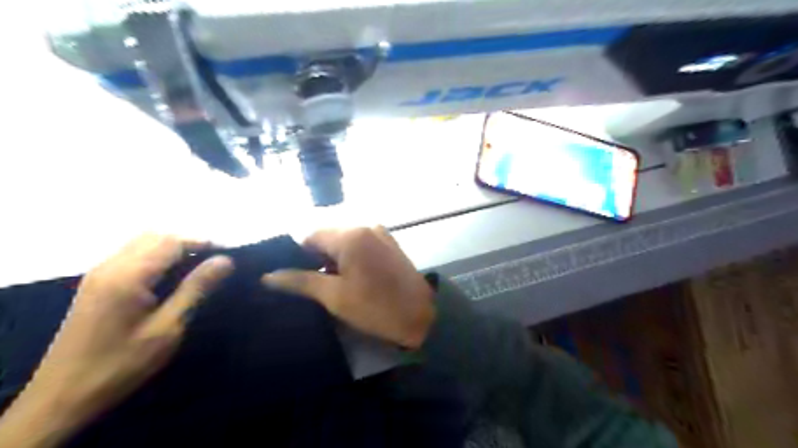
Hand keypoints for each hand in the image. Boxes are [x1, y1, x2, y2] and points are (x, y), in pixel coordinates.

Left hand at [1, 233, 234, 446]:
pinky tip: (170, 276)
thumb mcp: (168, 328)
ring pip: (142, 242)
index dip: (204, 242)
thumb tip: (225, 260)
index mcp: (128, 275)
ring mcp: (99, 274)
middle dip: (190, 242)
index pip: (172, 241)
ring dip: (173, 248)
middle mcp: (110, 266)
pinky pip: (131, 255)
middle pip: (156, 236)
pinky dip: (157, 256)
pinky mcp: (96, 284)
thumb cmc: (122, 364)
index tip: (231, 253)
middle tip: (216, 261)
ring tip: (198, 267)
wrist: (62, 397)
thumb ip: (196, 288)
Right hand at [264, 228, 435, 349]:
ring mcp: (380, 234)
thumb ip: (300, 281)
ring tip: (330, 286)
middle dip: (317, 259)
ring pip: (344, 242)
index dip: (298, 256)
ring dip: (334, 260)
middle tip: (312, 286)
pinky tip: (350, 279)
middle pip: (328, 238)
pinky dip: (350, 259)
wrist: (422, 316)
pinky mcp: (389, 244)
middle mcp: (366, 226)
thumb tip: (268, 276)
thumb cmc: (376, 307)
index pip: (311, 237)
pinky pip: (360, 246)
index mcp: (351, 235)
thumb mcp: (334, 296)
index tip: (295, 279)